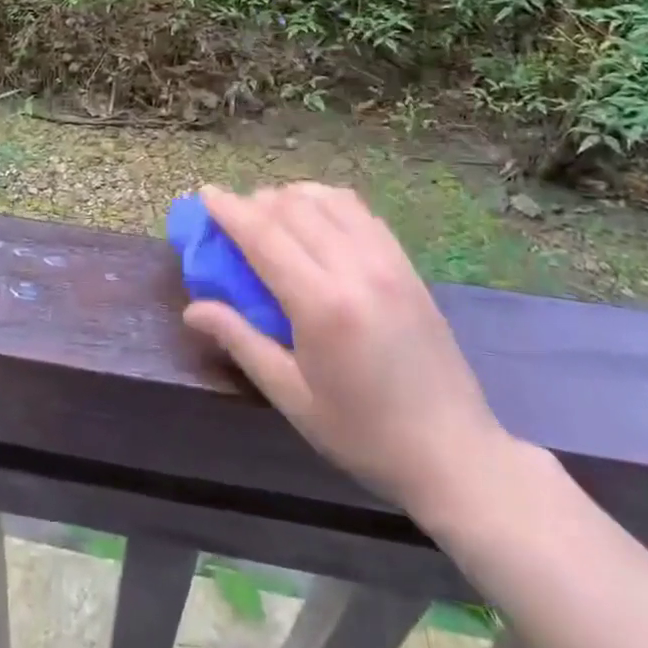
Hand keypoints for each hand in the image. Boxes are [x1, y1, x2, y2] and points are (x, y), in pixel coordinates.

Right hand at [183, 183, 513, 522]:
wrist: (454, 454)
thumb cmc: (363, 435)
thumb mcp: (292, 397)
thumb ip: (241, 341)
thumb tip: (193, 309)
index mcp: (322, 304)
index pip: (264, 235)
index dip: (230, 209)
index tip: (205, 193)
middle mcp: (355, 268)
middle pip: (293, 208)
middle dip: (255, 202)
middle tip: (232, 217)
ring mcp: (387, 261)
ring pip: (327, 199)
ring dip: (291, 197)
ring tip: (271, 215)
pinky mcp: (406, 264)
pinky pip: (359, 211)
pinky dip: (327, 202)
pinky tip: (315, 217)